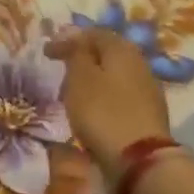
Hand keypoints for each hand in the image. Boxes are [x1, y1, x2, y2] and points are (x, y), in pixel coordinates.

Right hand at [44, 28, 172, 174]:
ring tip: (72, 92)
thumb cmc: (102, 112)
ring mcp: (146, 90)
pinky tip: (91, 109)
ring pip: (113, 75)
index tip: (46, 52)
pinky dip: (102, 97)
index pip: (93, 33)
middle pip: (106, 53)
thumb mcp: (80, 76)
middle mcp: (139, 63)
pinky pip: (119, 95)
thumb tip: (73, 35)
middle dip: (82, 58)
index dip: (67, 39)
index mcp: (122, 49)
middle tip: (60, 69)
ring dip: (92, 79)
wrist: (140, 160)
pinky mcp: (147, 114)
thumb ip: (75, 52)